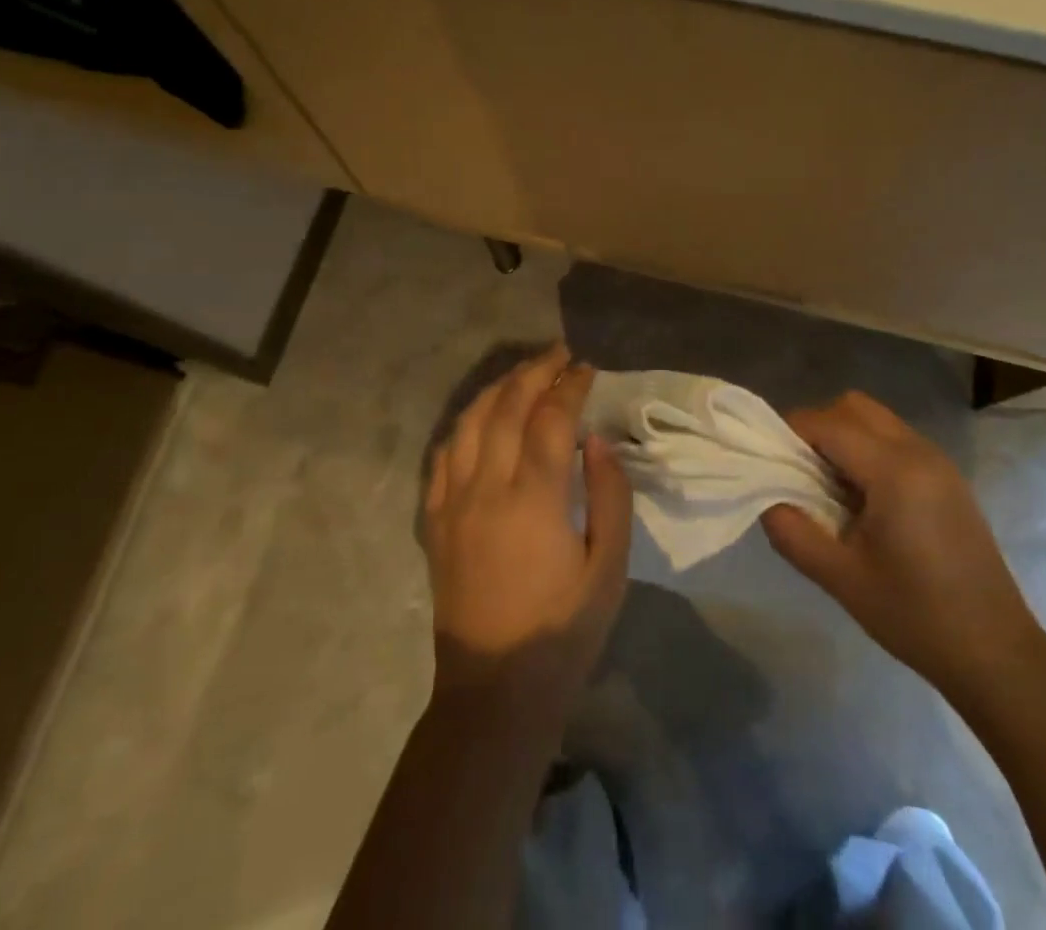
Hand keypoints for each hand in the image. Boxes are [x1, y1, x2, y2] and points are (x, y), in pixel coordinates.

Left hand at [423, 345, 633, 720]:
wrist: (495, 691)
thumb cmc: (563, 632)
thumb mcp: (608, 569)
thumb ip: (609, 496)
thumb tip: (595, 440)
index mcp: (533, 500)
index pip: (550, 419)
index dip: (570, 386)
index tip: (587, 368)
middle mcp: (485, 489)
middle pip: (506, 408)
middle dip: (534, 372)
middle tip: (559, 354)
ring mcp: (453, 503)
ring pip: (470, 423)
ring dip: (498, 389)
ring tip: (524, 374)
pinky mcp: (436, 521)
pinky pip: (444, 454)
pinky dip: (466, 424)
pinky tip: (482, 417)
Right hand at [762, 391, 1044, 699]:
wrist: (996, 653)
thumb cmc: (915, 616)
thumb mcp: (840, 579)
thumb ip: (792, 531)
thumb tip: (766, 498)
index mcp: (894, 470)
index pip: (827, 423)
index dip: (790, 433)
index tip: (768, 461)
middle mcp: (918, 451)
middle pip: (853, 407)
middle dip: (817, 428)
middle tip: (798, 472)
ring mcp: (938, 462)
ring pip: (876, 419)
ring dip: (843, 437)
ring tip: (828, 487)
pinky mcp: (948, 478)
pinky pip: (895, 439)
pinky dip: (868, 450)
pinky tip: (862, 499)